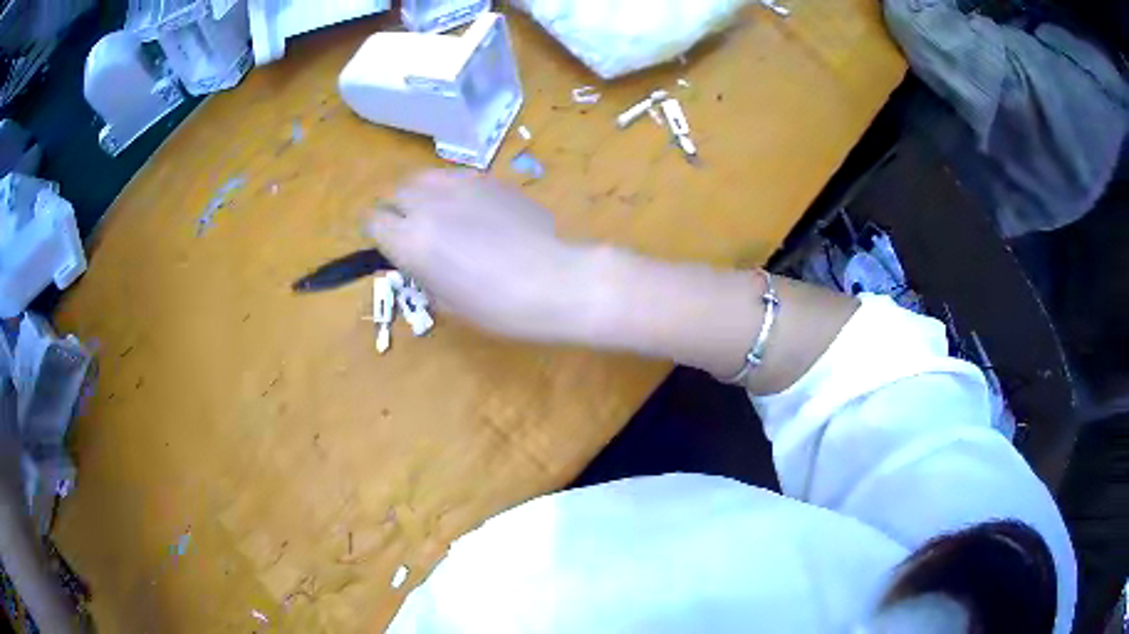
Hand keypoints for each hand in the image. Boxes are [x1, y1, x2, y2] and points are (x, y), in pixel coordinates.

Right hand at [368, 170, 596, 342]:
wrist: (553, 281)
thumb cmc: (497, 306)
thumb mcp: (446, 301)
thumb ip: (420, 272)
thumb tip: (414, 259)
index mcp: (410, 240)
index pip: (373, 222)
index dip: (380, 234)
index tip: (391, 246)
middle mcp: (427, 204)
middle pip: (396, 194)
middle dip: (399, 212)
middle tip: (418, 232)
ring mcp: (459, 185)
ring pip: (423, 177)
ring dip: (422, 195)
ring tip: (441, 214)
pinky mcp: (487, 178)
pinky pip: (454, 176)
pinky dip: (451, 189)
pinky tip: (472, 209)